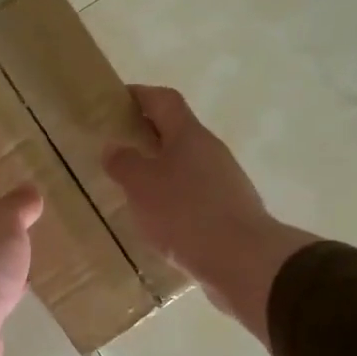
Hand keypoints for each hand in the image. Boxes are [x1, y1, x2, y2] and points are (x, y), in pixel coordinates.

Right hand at [103, 86, 315, 344]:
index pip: (164, 100)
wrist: (242, 261)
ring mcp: (225, 182)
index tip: (115, 101)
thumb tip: (113, 147)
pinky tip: (158, 220)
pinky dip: (173, 199)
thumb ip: (124, 163)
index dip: (140, 95)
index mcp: (189, 135)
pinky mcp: (230, 211)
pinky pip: (194, 195)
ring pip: (185, 165)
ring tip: (131, 188)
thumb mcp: (142, 185)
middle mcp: (211, 151)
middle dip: (146, 136)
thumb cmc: (185, 213)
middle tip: (116, 149)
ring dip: (160, 170)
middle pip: (176, 132)